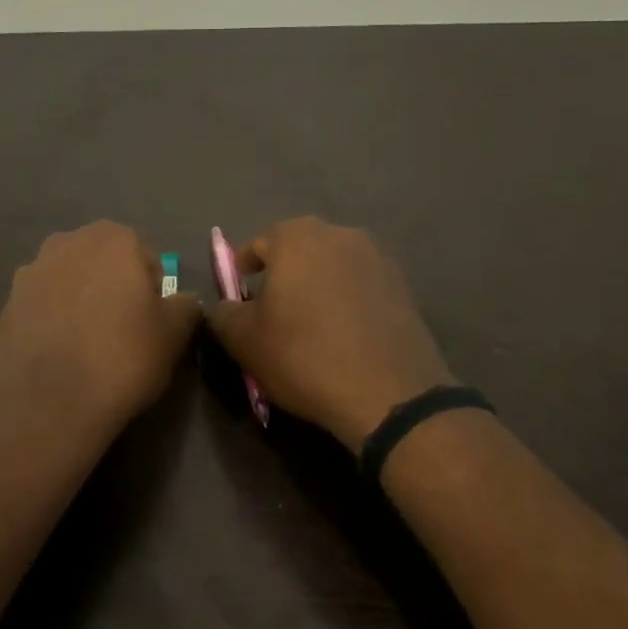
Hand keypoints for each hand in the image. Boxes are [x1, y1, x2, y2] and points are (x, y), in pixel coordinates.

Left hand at [0, 222, 202, 442]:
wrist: (49, 403)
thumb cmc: (122, 358)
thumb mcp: (175, 334)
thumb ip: (186, 306)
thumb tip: (182, 301)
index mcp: (113, 239)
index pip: (145, 258)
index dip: (152, 290)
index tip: (150, 323)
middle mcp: (68, 242)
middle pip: (103, 262)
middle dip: (113, 287)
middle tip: (121, 331)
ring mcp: (31, 271)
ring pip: (69, 280)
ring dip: (79, 299)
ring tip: (87, 343)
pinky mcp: (7, 303)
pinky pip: (42, 304)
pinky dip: (52, 319)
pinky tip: (59, 352)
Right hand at [205, 217, 454, 451]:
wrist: (389, 394)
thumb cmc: (304, 356)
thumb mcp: (243, 340)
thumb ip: (224, 313)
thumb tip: (226, 306)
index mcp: (297, 237)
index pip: (258, 245)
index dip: (243, 271)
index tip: (239, 298)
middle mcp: (340, 234)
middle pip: (298, 250)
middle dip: (282, 275)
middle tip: (272, 311)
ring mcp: (378, 258)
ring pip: (332, 267)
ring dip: (317, 286)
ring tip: (309, 324)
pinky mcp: (404, 287)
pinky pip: (361, 287)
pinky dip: (346, 302)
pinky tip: (342, 335)